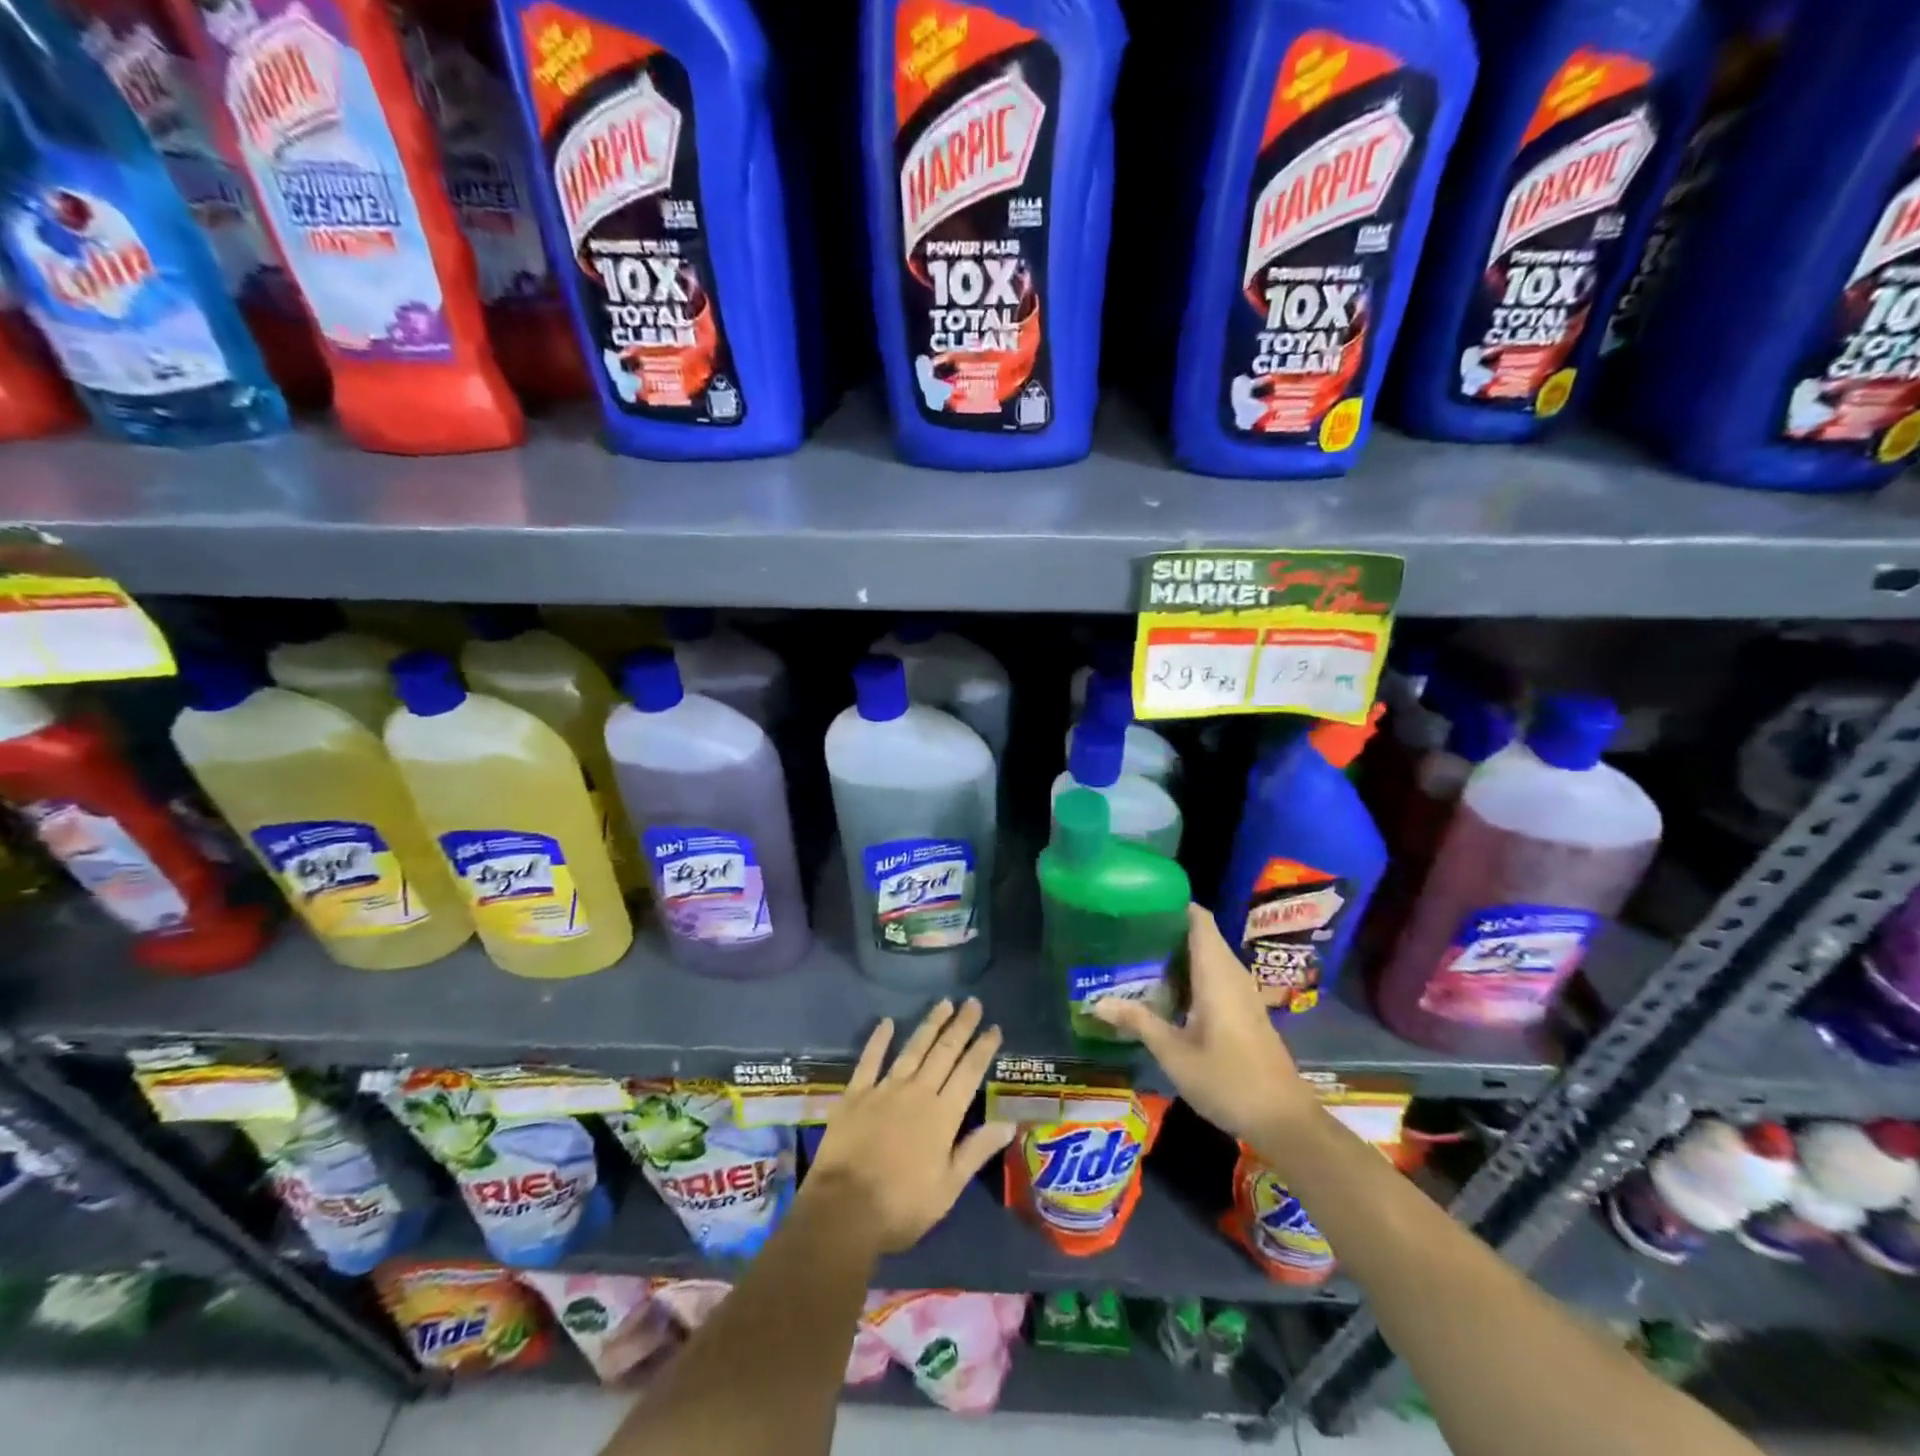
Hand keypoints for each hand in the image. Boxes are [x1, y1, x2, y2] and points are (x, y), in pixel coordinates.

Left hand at [802, 998, 1015, 1253]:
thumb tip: (1009, 1123)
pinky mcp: (856, 1094)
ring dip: (930, 1024)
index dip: (983, 1048)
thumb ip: (976, 1150)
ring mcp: (884, 1089)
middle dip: (961, 1026)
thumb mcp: (948, 1188)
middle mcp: (917, 1092)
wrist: (843, 1211)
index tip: (994, 1027)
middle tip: (973, 1003)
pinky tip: (887, 1022)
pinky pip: (869, 1060)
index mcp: (943, 1115)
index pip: (969, 1073)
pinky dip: (879, 1039)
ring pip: (912, 1049)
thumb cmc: (902, 1207)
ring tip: (944, 1003)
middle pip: (944, 1052)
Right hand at [1092, 906, 1316, 1144]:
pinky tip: (1166, 990)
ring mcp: (1243, 992)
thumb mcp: (1174, 1054)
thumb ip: (1138, 1022)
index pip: (1199, 919)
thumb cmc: (1228, 1080)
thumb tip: (1097, 1002)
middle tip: (1128, 931)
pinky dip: (1192, 972)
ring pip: (1209, 956)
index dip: (1173, 904)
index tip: (1140, 903)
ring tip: (1139, 955)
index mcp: (1216, 973)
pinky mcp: (1246, 1010)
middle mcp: (1232, 974)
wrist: (1284, 1120)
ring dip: (1179, 953)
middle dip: (1167, 929)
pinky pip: (1216, 975)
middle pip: (1201, 934)